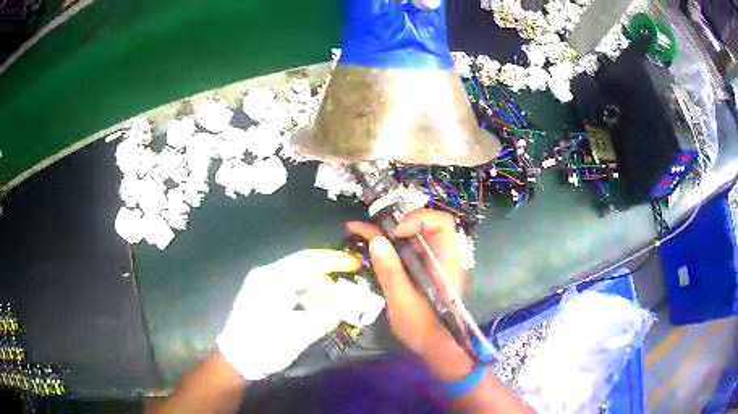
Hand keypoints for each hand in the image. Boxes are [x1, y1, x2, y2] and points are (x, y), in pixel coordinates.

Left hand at [216, 250, 359, 380]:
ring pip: (297, 281)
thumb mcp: (299, 333)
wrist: (236, 360)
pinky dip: (305, 299)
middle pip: (303, 270)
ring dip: (317, 293)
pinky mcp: (262, 297)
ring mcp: (262, 286)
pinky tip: (314, 313)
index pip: (307, 260)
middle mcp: (266, 276)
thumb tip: (346, 302)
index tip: (353, 264)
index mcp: (272, 279)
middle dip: (326, 283)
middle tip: (344, 299)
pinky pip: (290, 291)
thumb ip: (326, 315)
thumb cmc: (265, 345)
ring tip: (331, 310)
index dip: (333, 260)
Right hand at [347, 209, 473, 380]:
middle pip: (421, 226)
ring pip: (409, 239)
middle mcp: (441, 257)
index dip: (418, 220)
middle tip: (365, 226)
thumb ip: (391, 271)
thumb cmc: (424, 328)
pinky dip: (387, 248)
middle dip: (392, 223)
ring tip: (356, 230)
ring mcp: (430, 264)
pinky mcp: (421, 272)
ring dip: (384, 234)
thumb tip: (376, 240)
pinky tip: (366, 244)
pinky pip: (405, 253)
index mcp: (446, 261)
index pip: (441, 223)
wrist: (437, 349)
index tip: (396, 234)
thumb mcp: (403, 302)